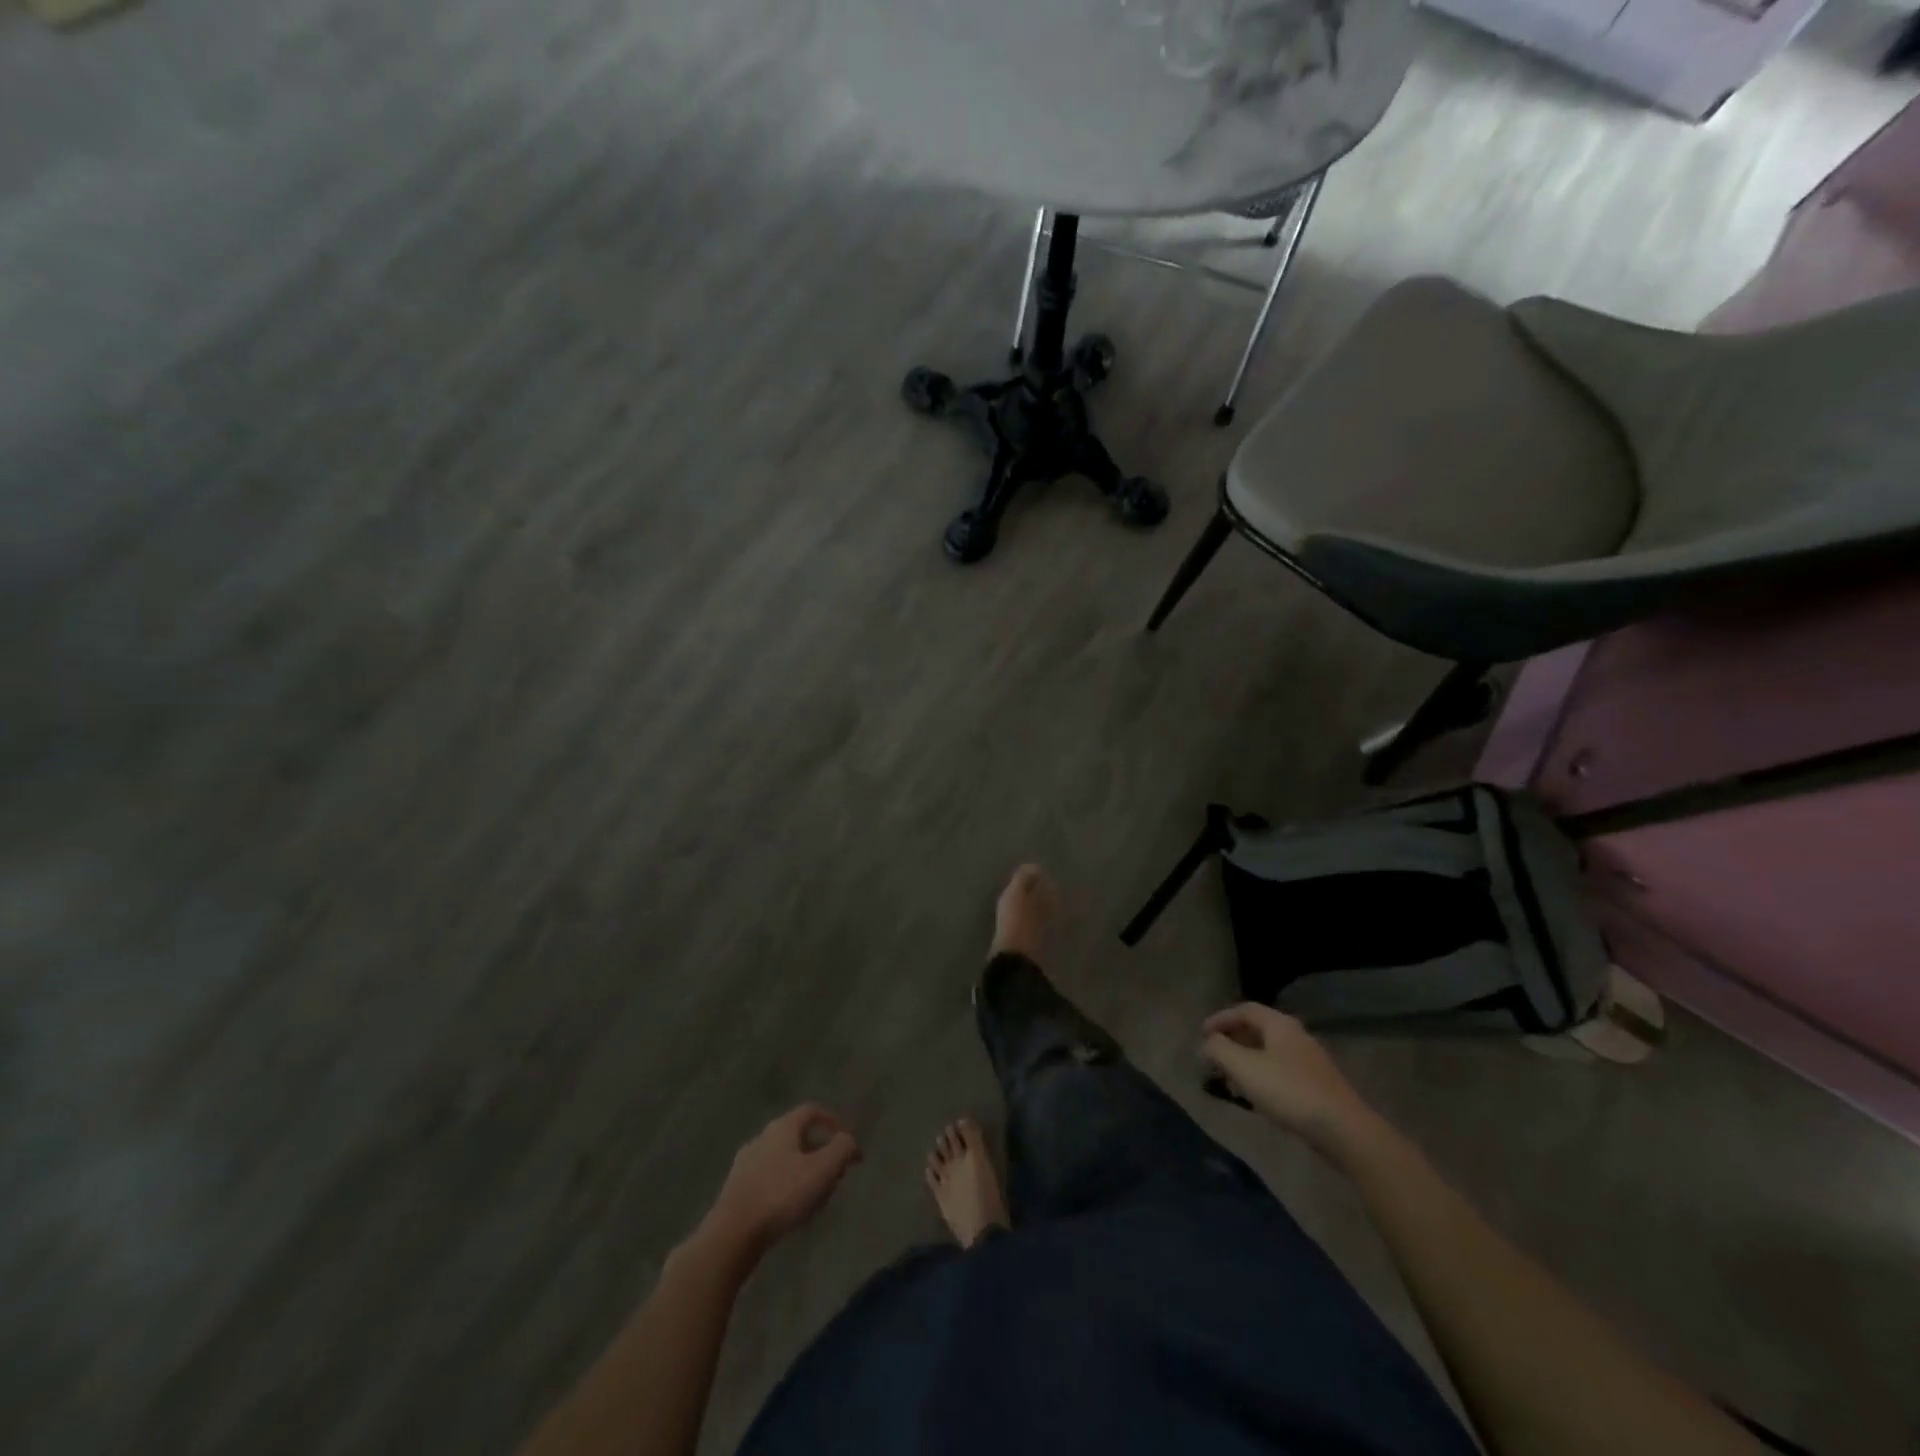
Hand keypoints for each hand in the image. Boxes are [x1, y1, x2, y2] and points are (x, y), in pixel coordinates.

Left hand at [706, 1105, 861, 1255]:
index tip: (847, 1142)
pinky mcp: (736, 1188)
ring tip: (815, 1198)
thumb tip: (850, 1142)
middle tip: (834, 1175)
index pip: (812, 1111)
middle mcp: (762, 1137)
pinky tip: (789, 1211)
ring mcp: (745, 1163)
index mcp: (782, 1127)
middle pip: (798, 1136)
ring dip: (802, 1172)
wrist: (731, 1234)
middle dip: (820, 1153)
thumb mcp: (822, 1170)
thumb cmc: (781, 1196)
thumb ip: (842, 1150)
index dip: (833, 1122)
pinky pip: (768, 1179)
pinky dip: (784, 1187)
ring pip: (783, 1159)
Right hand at [1201, 1004, 1371, 1150]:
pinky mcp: (1317, 1084)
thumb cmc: (1289, 1091)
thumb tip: (1208, 1043)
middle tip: (1214, 1056)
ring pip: (1269, 1051)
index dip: (1220, 1018)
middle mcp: (1296, 1035)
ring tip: (1230, 1079)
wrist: (1343, 1130)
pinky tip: (1256, 1096)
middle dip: (1232, 1040)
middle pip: (1258, 1029)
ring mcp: (1310, 1060)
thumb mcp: (1244, 1068)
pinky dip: (1262, 1075)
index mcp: (1279, 1025)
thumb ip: (1220, 1050)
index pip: (1244, 1010)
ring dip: (1246, 1060)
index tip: (1202, 1034)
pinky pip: (1281, 1070)